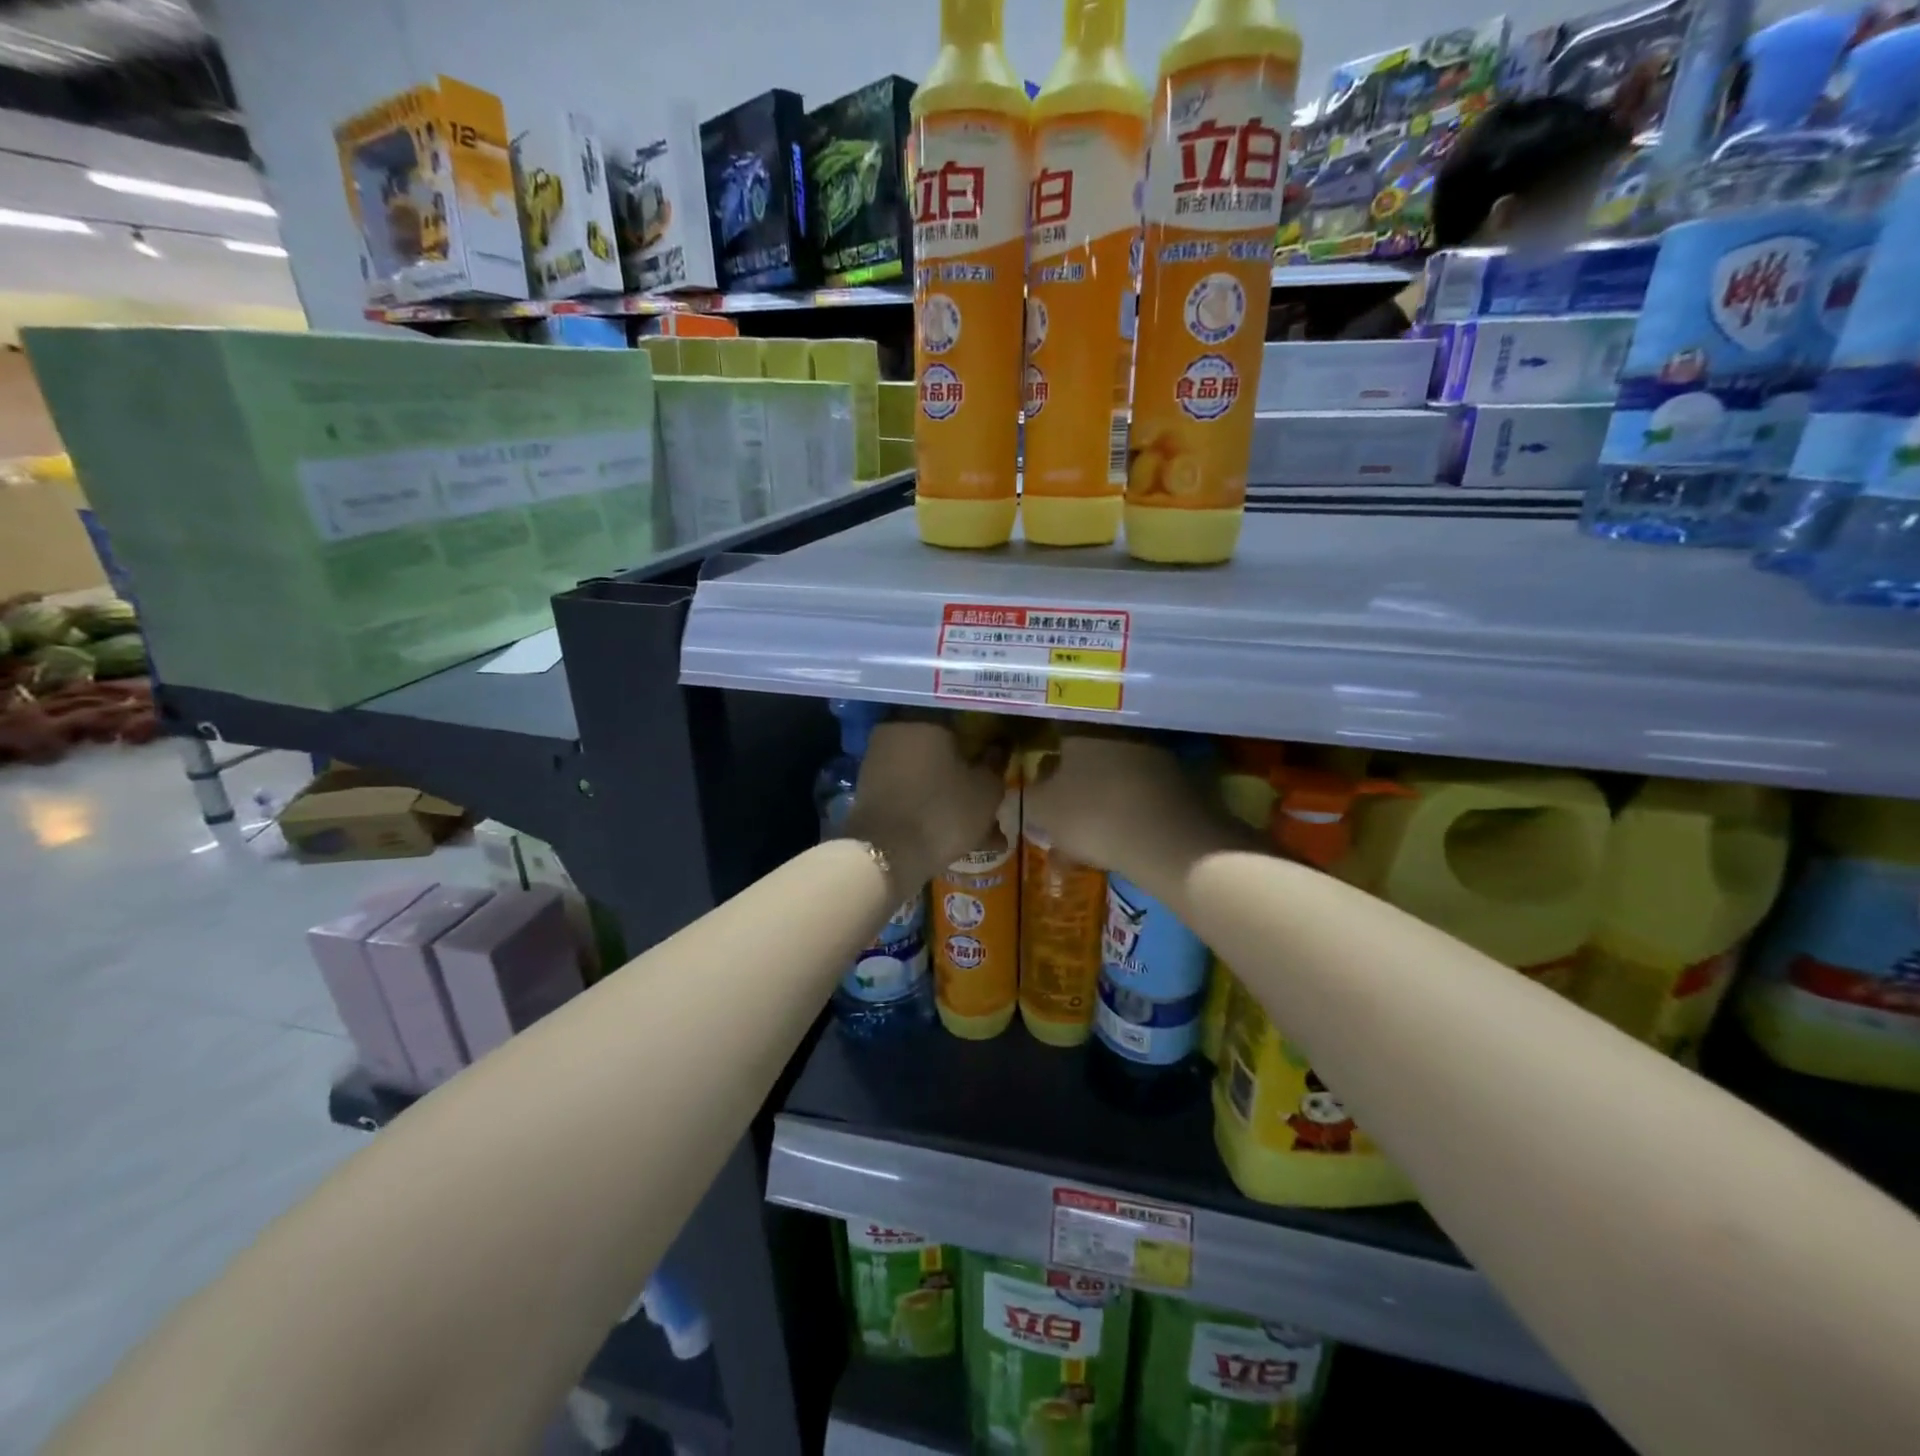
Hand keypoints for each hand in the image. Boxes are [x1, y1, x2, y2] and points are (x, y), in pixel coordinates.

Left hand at [842, 720, 1006, 889]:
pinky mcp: (869, 795)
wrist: (887, 854)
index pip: (962, 729)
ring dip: (951, 802)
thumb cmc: (943, 811)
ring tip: (981, 834)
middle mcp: (895, 736)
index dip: (982, 752)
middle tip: (990, 807)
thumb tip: (998, 748)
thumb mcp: (985, 790)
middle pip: (942, 758)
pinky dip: (931, 813)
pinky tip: (956, 840)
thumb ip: (995, 764)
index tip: (996, 772)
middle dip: (966, 782)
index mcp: (924, 723)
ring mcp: (878, 766)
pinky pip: (910, 799)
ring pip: (927, 781)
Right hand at [1022, 734, 1231, 882]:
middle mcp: (1120, 734)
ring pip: (1110, 785)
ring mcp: (1154, 758)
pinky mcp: (1180, 785)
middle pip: (1085, 762)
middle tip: (1056, 826)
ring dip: (1094, 812)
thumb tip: (1006, 799)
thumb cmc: (1093, 815)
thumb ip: (1020, 801)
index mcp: (1084, 731)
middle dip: (1069, 793)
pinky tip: (1113, 851)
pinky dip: (1123, 821)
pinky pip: (1137, 801)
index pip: (1055, 735)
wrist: (1169, 841)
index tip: (1038, 788)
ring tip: (1079, 851)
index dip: (1043, 763)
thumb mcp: (1042, 810)